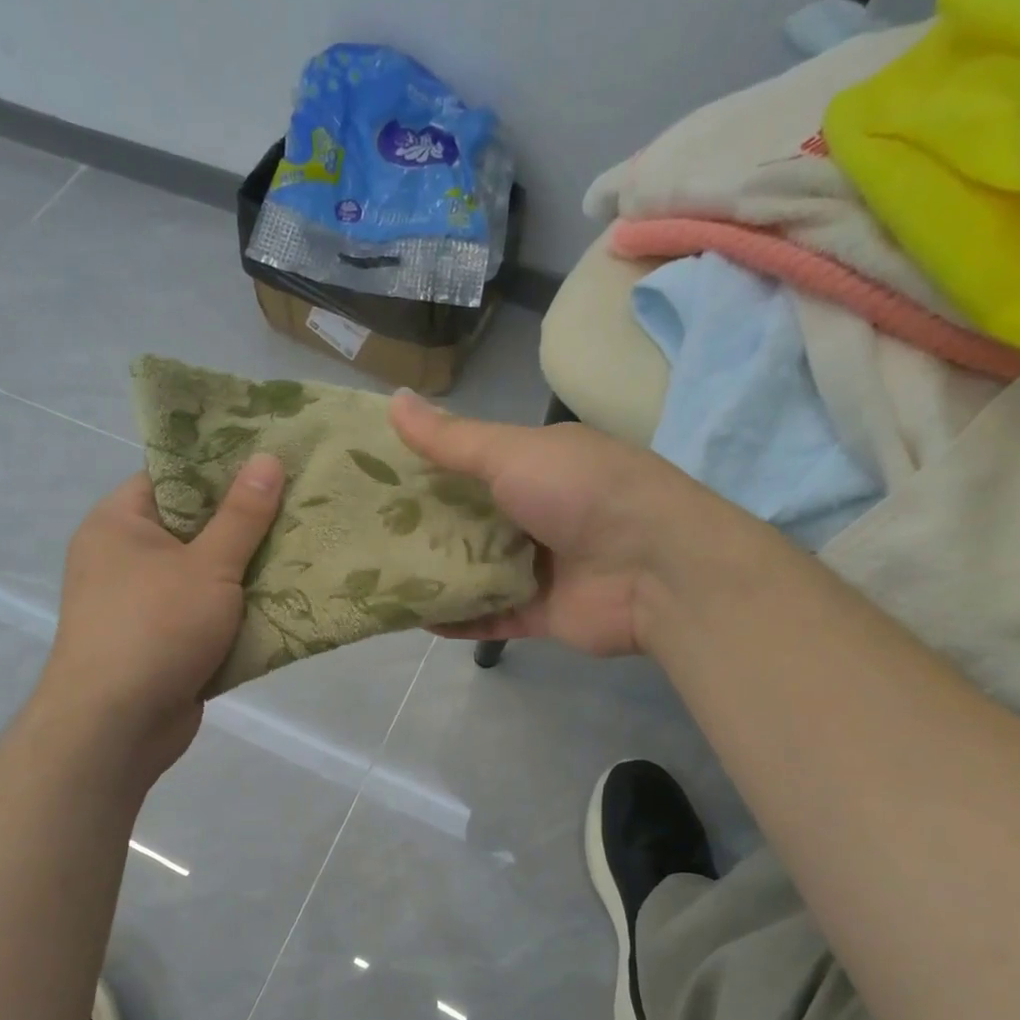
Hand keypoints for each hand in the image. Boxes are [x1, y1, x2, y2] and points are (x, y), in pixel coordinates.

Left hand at [43, 454, 283, 773]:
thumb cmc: (156, 628)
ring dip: (247, 572)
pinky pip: (205, 614)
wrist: (116, 726)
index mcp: (119, 522)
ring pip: (204, 574)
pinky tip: (285, 602)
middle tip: (301, 505)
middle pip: (193, 526)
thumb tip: (267, 458)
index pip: (173, 477)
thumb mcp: (208, 565)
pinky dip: (237, 612)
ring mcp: (141, 603)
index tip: (272, 463)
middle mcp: (123, 557)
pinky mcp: (161, 642)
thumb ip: (242, 515)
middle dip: (245, 524)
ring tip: (305, 549)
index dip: (221, 469)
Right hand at [391, 391, 705, 656]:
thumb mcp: (512, 452)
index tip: (369, 475)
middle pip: (467, 521)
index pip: (468, 464)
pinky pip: (491, 617)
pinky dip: (458, 619)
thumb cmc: (582, 493)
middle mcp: (536, 513)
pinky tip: (414, 618)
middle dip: (421, 527)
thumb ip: (451, 438)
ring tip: (375, 578)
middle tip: (360, 532)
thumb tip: (393, 400)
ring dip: (435, 575)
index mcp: (535, 466)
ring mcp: (541, 566)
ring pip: (476, 572)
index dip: (421, 468)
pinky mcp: (542, 613)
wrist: (658, 569)